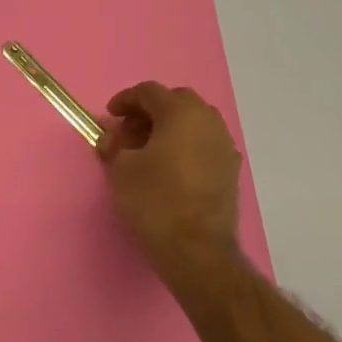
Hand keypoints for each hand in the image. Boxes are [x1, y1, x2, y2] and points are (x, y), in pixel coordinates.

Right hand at [97, 82, 245, 287]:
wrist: (197, 250)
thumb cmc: (154, 201)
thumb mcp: (121, 170)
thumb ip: (112, 145)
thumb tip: (110, 137)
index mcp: (181, 113)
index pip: (149, 92)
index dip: (125, 100)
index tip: (110, 116)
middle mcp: (208, 121)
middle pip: (176, 102)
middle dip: (150, 111)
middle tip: (129, 131)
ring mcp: (224, 145)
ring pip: (194, 122)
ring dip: (169, 128)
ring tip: (147, 151)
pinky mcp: (230, 170)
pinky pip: (204, 144)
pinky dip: (185, 146)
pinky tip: (170, 168)